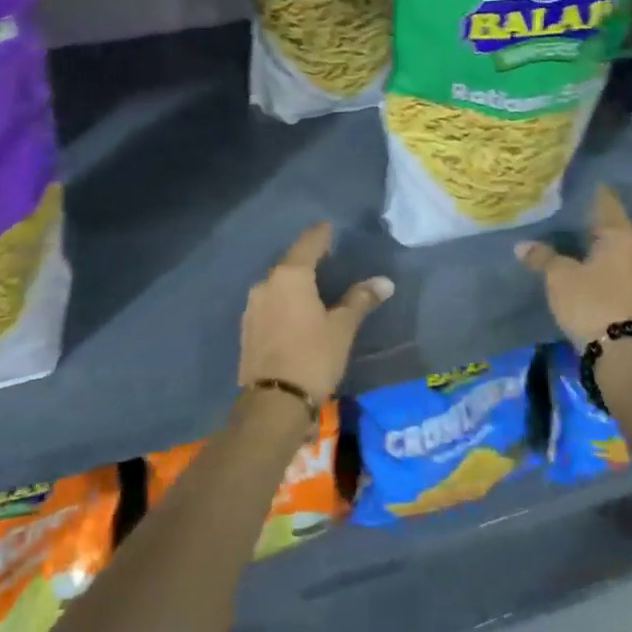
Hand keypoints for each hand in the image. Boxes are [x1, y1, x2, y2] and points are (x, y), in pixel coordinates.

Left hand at [239, 222, 392, 404]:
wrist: (273, 404)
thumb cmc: (313, 357)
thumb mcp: (342, 328)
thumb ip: (360, 300)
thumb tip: (384, 281)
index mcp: (290, 276)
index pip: (308, 244)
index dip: (320, 235)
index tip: (329, 227)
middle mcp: (266, 284)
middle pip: (290, 264)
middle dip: (307, 260)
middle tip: (326, 258)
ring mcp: (252, 307)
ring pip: (277, 286)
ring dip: (294, 284)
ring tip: (313, 288)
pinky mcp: (247, 329)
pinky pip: (270, 305)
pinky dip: (284, 303)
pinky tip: (295, 313)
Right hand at [516, 186, 631, 347]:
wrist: (622, 353)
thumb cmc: (591, 302)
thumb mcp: (559, 277)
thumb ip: (542, 257)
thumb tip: (522, 245)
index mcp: (620, 236)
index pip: (606, 202)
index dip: (590, 191)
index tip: (573, 181)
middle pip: (610, 226)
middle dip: (588, 220)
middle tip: (562, 210)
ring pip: (612, 250)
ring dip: (593, 245)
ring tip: (567, 237)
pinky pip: (613, 269)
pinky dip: (597, 263)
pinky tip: (580, 265)